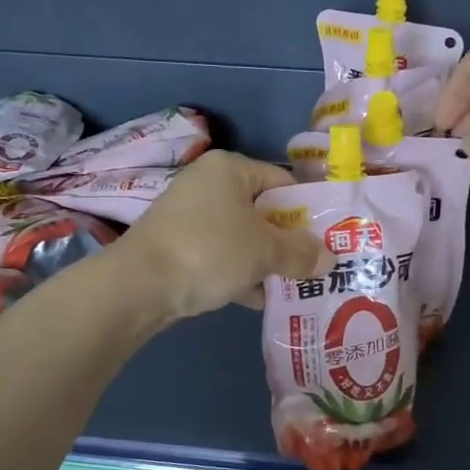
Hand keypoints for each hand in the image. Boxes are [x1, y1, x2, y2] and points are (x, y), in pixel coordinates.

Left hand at [113, 151, 332, 320]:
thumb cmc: (210, 251)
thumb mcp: (265, 251)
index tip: (328, 237)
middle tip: (315, 265)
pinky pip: (220, 257)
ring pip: (242, 237)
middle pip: (262, 211)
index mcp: (230, 169)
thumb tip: (329, 258)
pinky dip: (240, 274)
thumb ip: (301, 253)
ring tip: (294, 286)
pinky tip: (260, 300)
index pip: (282, 181)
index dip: (308, 209)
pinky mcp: (178, 247)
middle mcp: (208, 185)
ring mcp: (189, 217)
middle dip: (288, 240)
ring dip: (266, 261)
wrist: (139, 286)